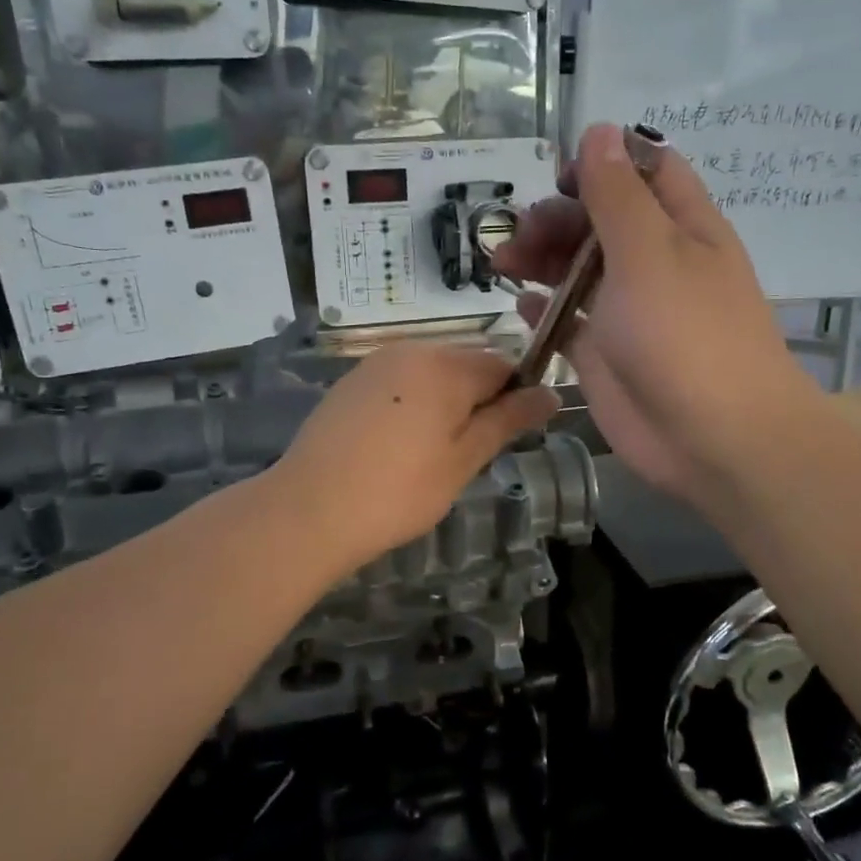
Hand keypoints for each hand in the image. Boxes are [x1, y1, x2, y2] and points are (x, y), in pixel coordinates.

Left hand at [273, 343, 560, 574]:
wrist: (309, 509)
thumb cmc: (398, 491)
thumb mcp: (464, 460)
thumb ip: (508, 420)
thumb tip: (550, 393)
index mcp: (446, 365)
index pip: (503, 365)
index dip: (514, 398)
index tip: (503, 439)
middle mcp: (412, 350)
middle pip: (466, 366)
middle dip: (476, 402)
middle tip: (465, 455)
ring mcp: (376, 364)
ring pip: (431, 375)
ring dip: (443, 405)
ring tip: (428, 456)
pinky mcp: (350, 382)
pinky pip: (399, 384)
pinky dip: (410, 406)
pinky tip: (395, 447)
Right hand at [495, 122, 818, 506]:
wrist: (714, 438)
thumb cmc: (685, 334)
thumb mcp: (649, 252)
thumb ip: (618, 195)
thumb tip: (599, 130)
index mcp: (681, 227)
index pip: (646, 172)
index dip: (604, 163)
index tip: (560, 176)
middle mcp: (656, 263)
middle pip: (601, 221)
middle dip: (557, 217)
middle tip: (519, 234)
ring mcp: (629, 311)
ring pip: (579, 269)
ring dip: (541, 258)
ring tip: (502, 263)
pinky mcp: (606, 355)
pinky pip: (570, 321)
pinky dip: (546, 310)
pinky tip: (522, 306)